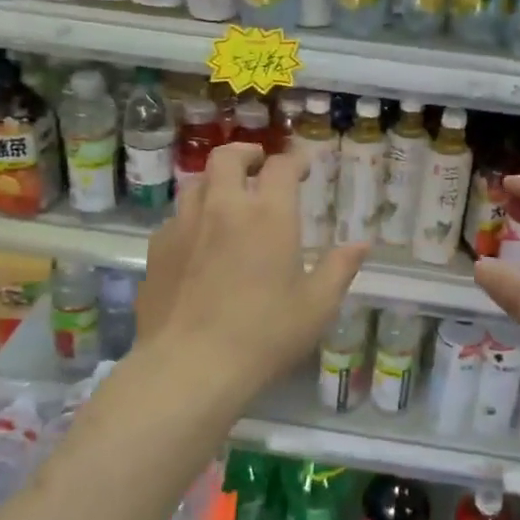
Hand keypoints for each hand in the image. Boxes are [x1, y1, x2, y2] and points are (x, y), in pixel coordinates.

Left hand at [136, 142, 367, 401]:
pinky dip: (191, 218)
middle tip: (258, 165)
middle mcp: (223, 207)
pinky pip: (175, 218)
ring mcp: (184, 225)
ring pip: (196, 183)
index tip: (302, 166)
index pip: (281, 167)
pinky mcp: (157, 249)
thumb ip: (339, 269)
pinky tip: (197, 241)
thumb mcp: (316, 307)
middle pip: (228, 158)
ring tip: (226, 199)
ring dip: (215, 182)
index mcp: (268, 215)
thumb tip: (361, 244)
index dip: (294, 161)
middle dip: (246, 154)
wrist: (189, 366)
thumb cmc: (264, 335)